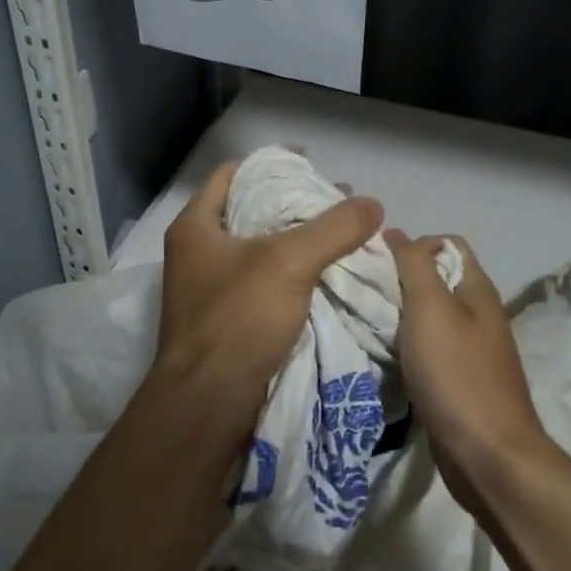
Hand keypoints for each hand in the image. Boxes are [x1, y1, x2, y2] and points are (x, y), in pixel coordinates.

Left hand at [150, 159, 384, 441]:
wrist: (208, 406)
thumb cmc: (237, 321)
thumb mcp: (289, 264)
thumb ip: (332, 229)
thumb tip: (373, 204)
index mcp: (197, 227)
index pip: (233, 174)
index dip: (272, 163)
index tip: (312, 163)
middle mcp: (199, 253)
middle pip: (251, 211)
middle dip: (295, 203)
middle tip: (339, 201)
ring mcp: (213, 289)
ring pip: (263, 249)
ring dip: (300, 240)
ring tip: (343, 235)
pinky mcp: (230, 321)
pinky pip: (267, 283)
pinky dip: (296, 273)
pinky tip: (329, 274)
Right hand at [387, 230, 551, 512]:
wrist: (487, 454)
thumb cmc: (457, 373)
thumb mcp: (430, 308)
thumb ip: (414, 265)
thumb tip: (395, 232)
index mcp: (477, 289)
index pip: (447, 244)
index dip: (413, 244)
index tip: (376, 262)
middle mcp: (478, 313)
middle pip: (436, 280)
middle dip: (399, 279)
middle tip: (362, 291)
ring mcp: (470, 349)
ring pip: (429, 316)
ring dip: (399, 315)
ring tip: (365, 320)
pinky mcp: (458, 380)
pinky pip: (427, 349)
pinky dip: (405, 346)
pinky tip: (383, 354)